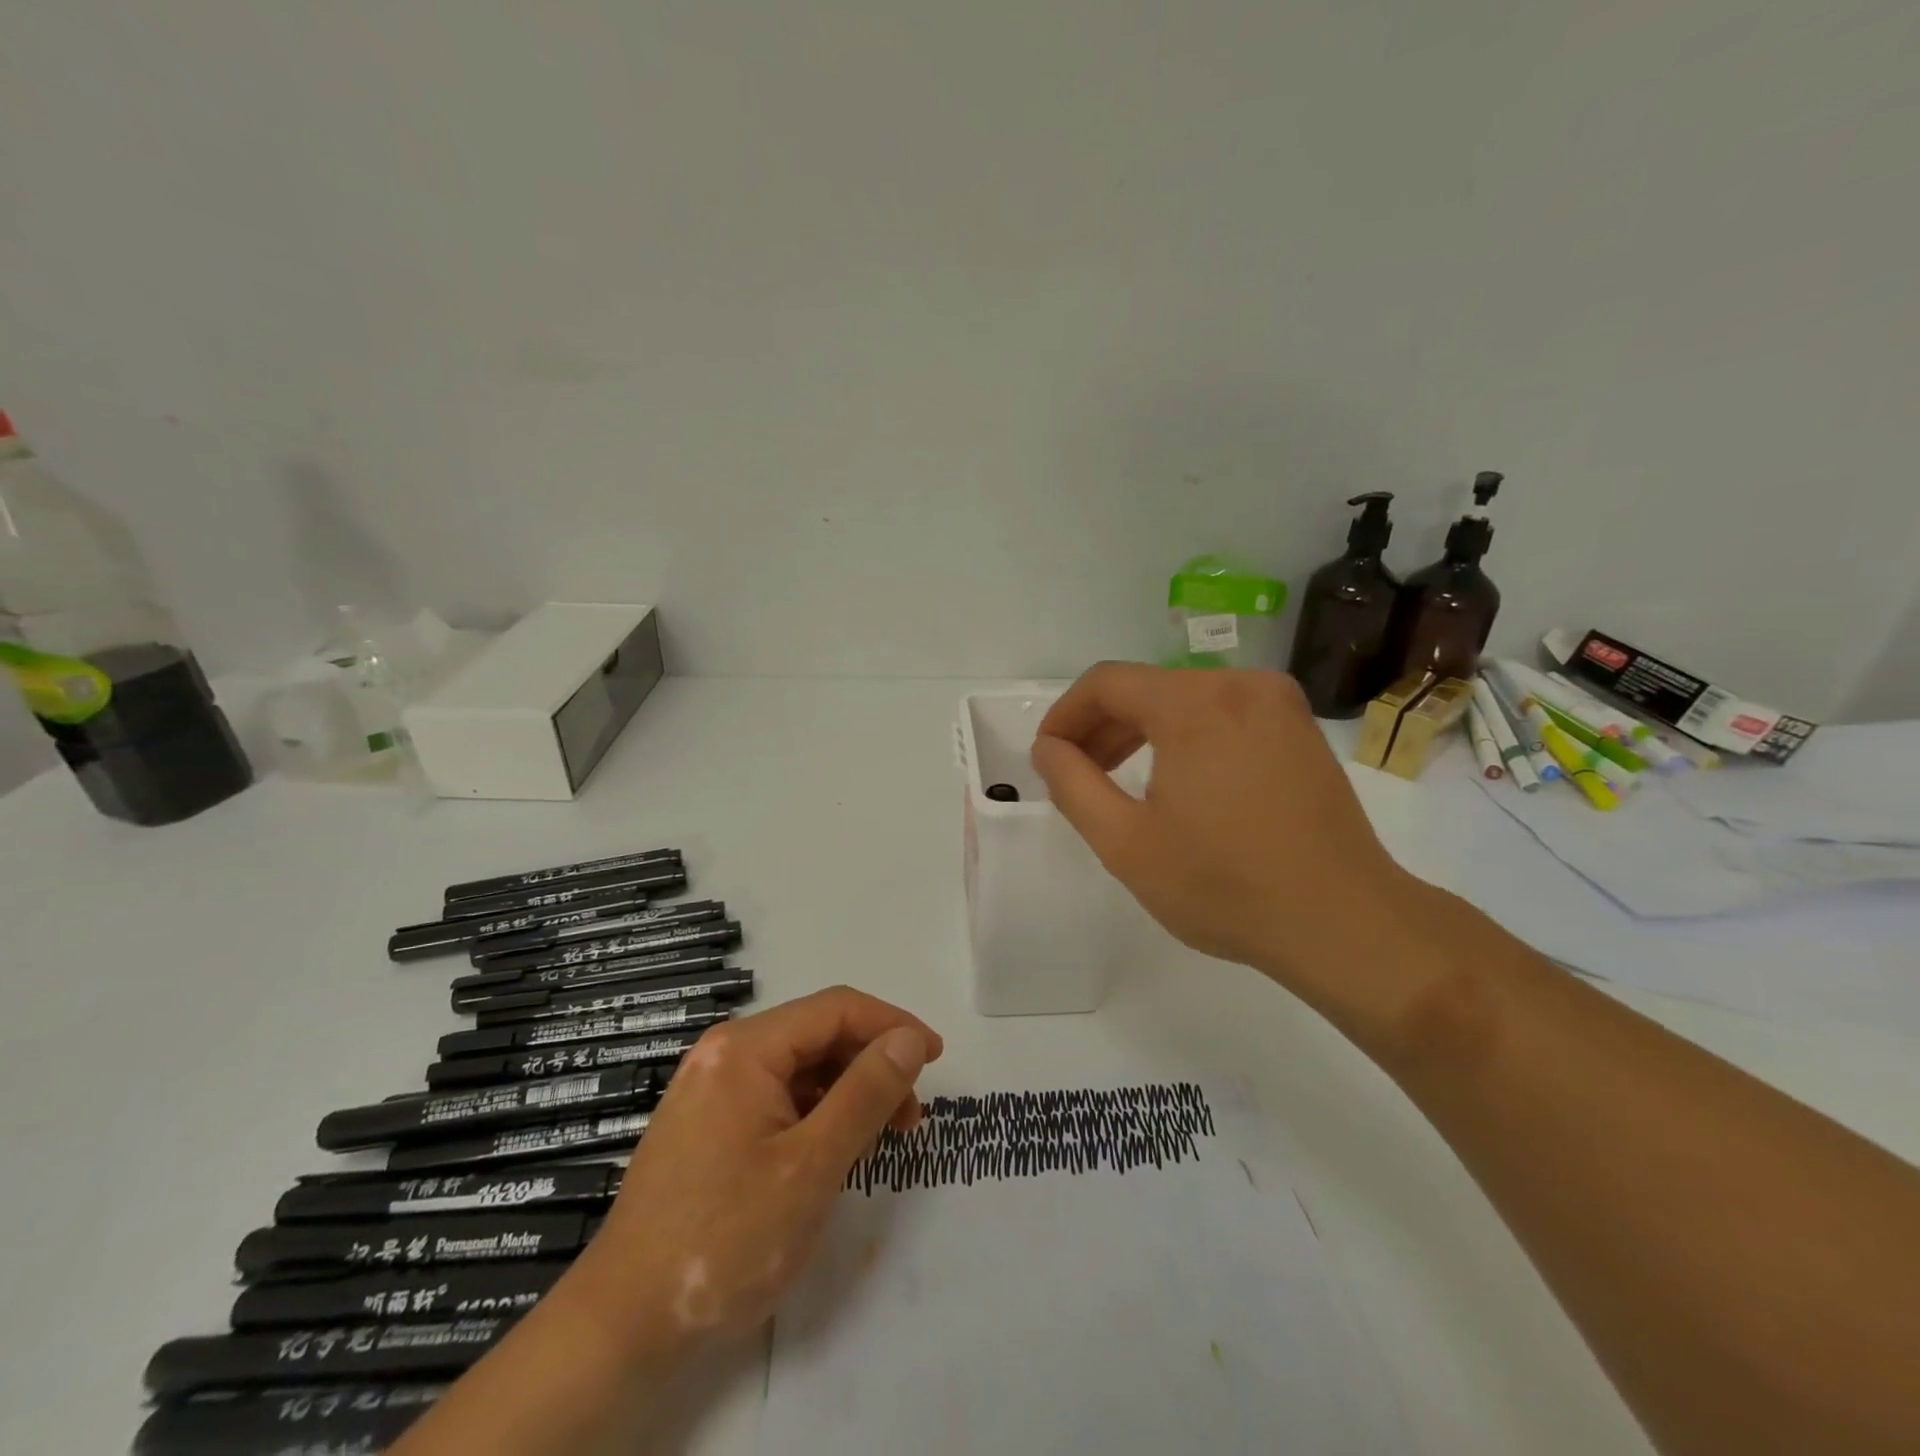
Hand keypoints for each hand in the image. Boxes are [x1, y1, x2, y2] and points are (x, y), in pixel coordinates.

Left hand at [569, 987, 942, 1357]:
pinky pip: (776, 1096)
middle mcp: (725, 1053)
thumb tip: (909, 1039)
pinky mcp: (707, 1123)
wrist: (621, 1327)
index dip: (893, 1025)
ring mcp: (712, 1088)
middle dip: (871, 1063)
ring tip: (881, 1136)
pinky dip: (816, 1113)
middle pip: (817, 1034)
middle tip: (912, 1113)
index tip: (936, 1057)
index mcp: (745, 1048)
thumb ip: (867, 1093)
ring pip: (799, 1067)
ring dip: (847, 1090)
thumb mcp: (812, 1165)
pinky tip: (834, 1148)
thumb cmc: (725, 1239)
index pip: (837, 1009)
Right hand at [1031, 663, 1414, 989]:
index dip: (1065, 715)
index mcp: (1194, 704)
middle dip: (1101, 726)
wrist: (1344, 922)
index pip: (1106, 683)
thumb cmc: (1223, 885)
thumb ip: (1072, 785)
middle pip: (1147, 687)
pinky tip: (1178, 781)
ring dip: (1142, 732)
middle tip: (1076, 774)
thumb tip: (1048, 747)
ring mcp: (1279, 704)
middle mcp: (1240, 685)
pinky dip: (1186, 737)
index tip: (1047, 756)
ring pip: (1185, 699)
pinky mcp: (1300, 729)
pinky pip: (1224, 714)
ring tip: (1119, 780)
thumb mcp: (1125, 843)